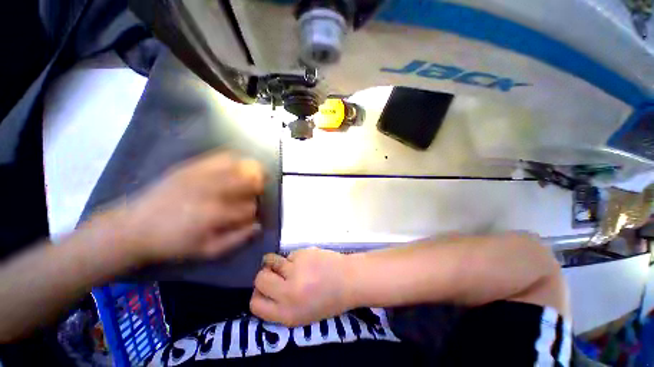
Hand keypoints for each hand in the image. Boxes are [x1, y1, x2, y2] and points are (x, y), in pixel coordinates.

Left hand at [105, 151, 264, 264]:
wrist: (135, 227)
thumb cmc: (173, 243)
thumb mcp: (207, 251)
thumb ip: (237, 239)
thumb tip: (258, 225)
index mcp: (216, 213)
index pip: (250, 207)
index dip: (253, 212)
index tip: (249, 216)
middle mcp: (213, 190)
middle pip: (250, 181)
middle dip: (258, 186)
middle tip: (258, 191)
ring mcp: (202, 175)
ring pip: (240, 166)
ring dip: (252, 171)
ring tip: (254, 175)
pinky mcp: (192, 166)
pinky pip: (222, 156)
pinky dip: (235, 160)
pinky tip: (237, 165)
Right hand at [250, 248, 355, 326]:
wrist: (349, 279)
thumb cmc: (328, 300)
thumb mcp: (302, 315)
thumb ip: (281, 307)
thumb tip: (264, 291)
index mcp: (287, 314)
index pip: (255, 304)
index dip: (258, 295)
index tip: (264, 290)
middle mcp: (288, 292)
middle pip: (259, 279)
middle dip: (264, 276)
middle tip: (276, 274)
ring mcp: (296, 270)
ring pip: (271, 261)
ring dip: (276, 263)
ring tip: (291, 265)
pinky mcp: (303, 253)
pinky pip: (289, 254)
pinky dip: (294, 258)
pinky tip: (307, 261)